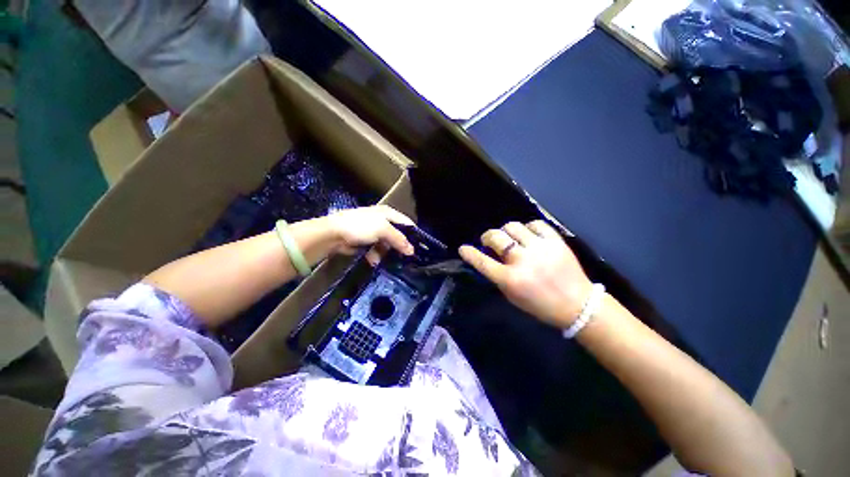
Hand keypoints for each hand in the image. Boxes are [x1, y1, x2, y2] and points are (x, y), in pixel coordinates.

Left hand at [326, 205, 415, 263]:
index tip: (420, 247)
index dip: (413, 233)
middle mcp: (383, 221)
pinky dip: (376, 255)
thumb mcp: (383, 229)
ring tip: (386, 259)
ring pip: (387, 245)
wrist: (333, 234)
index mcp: (388, 213)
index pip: (406, 222)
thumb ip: (399, 239)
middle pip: (398, 235)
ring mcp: (374, 232)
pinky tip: (373, 260)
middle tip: (407, 257)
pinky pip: (377, 250)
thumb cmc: (360, 226)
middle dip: (400, 246)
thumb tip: (412, 251)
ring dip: (386, 252)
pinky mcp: (366, 242)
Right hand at [459, 220, 593, 328]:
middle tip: (489, 241)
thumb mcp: (512, 296)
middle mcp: (523, 260)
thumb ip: (498, 276)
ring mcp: (540, 248)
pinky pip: (535, 224)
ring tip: (509, 238)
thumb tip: (488, 258)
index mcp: (511, 279)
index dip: (469, 253)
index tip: (463, 248)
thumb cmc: (540, 305)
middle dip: (487, 237)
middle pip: (496, 237)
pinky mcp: (555, 241)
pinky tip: (527, 235)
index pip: (482, 262)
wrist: (578, 305)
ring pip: (513, 226)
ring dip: (506, 231)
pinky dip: (527, 228)